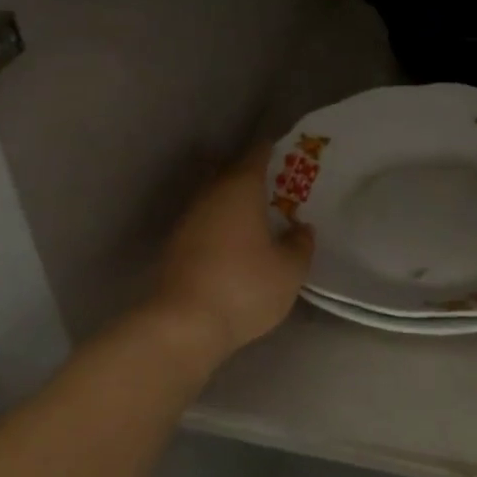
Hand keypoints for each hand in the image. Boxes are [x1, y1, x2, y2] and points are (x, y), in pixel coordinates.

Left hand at [153, 145, 313, 365]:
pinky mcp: (175, 247)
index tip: (286, 155)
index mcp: (240, 189)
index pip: (256, 155)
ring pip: (216, 200)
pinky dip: (221, 227)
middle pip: (232, 175)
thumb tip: (301, 228)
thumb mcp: (289, 270)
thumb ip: (300, 244)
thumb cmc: (244, 287)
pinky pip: (205, 224)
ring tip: (258, 219)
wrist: (183, 324)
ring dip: (235, 205)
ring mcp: (188, 220)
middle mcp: (210, 195)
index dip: (272, 152)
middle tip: (277, 190)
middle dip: (253, 178)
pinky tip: (235, 246)